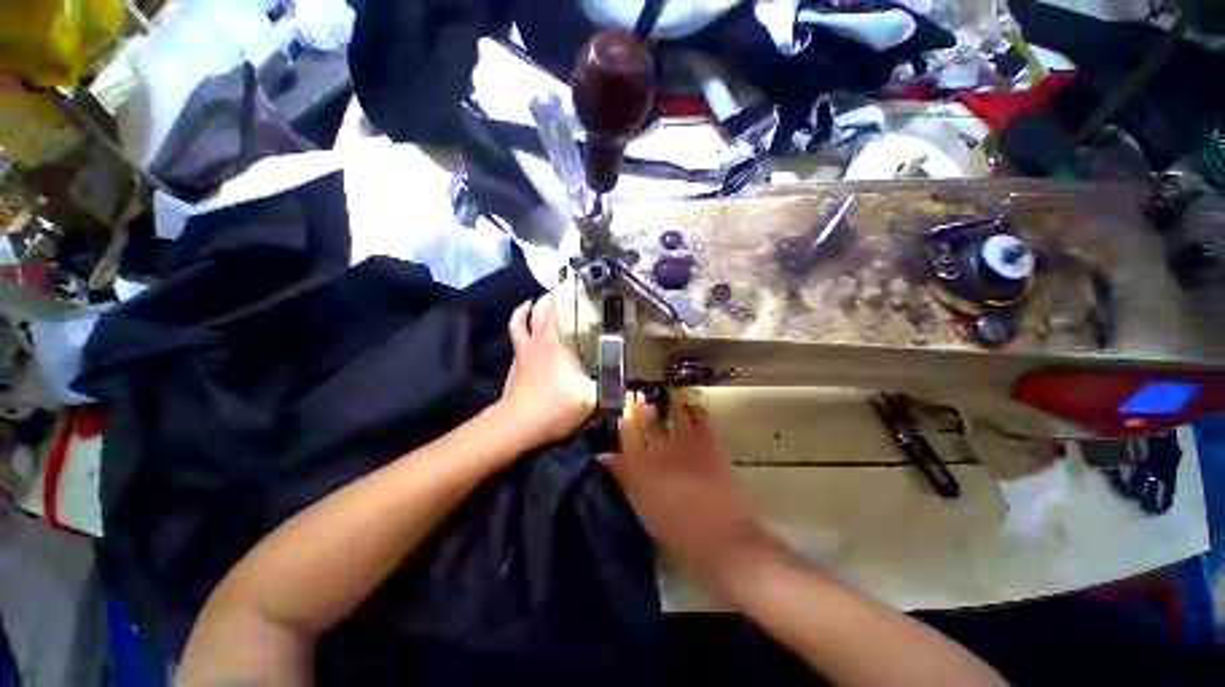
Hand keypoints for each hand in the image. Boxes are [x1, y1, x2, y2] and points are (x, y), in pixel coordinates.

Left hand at [496, 294, 596, 449]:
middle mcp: (542, 337)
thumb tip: (630, 382)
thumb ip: (611, 387)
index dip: (567, 292)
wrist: (518, 423)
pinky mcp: (517, 356)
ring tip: (547, 297)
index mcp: (560, 341)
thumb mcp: (592, 399)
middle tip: (570, 291)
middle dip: (554, 294)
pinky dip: (519, 316)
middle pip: (543, 306)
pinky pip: (516, 328)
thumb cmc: (556, 407)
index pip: (561, 307)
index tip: (580, 282)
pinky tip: (525, 312)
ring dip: (535, 303)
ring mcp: (525, 345)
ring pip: (527, 314)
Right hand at [600, 398, 767, 594]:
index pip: (626, 433)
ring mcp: (687, 442)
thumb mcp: (641, 507)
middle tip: (636, 399)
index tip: (619, 411)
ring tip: (661, 397)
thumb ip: (623, 478)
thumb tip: (604, 456)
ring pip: (672, 413)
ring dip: (665, 404)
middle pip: (646, 420)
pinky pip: (701, 418)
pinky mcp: (709, 444)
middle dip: (639, 407)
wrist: (720, 538)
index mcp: (641, 463)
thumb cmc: (675, 529)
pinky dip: (695, 409)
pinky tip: (690, 405)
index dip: (622, 419)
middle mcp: (661, 447)